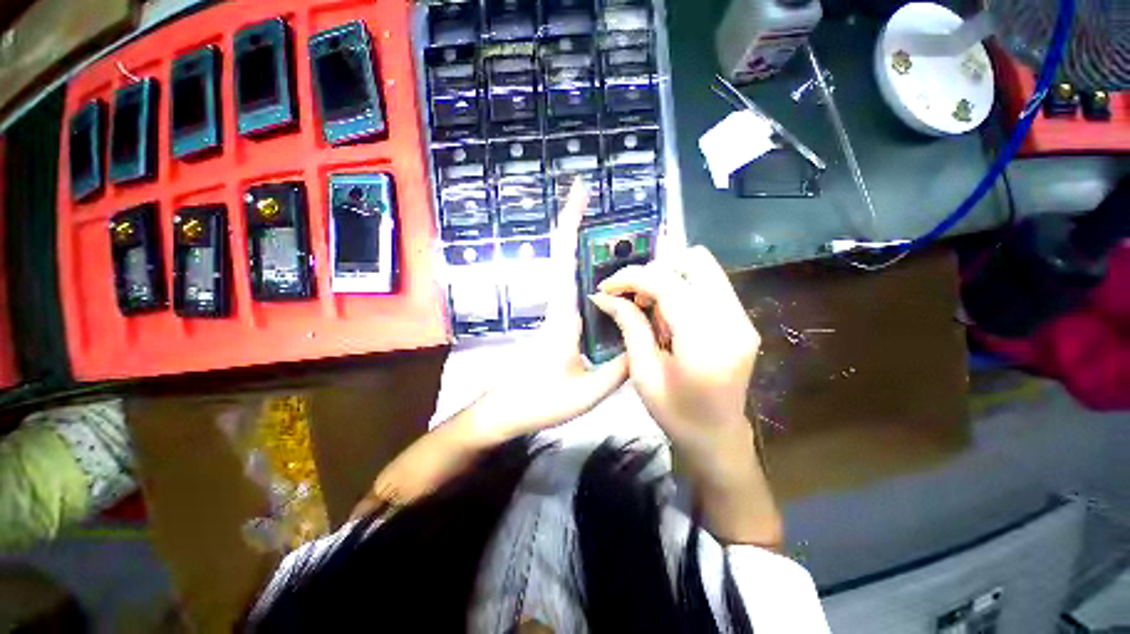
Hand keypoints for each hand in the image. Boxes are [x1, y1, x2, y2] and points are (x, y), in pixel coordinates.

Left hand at [472, 178, 627, 440]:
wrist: (506, 412)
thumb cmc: (539, 401)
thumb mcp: (588, 391)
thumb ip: (620, 368)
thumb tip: (647, 342)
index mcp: (563, 315)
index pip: (565, 259)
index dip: (571, 222)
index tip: (580, 191)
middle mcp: (560, 306)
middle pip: (568, 256)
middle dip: (584, 226)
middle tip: (614, 208)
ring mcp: (559, 314)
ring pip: (574, 272)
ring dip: (592, 250)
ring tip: (628, 241)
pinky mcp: (561, 323)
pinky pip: (579, 291)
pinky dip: (594, 277)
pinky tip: (618, 283)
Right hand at [590, 246, 780, 546]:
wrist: (717, 436)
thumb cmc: (675, 413)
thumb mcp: (643, 372)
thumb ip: (629, 325)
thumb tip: (604, 296)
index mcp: (704, 341)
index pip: (667, 284)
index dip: (632, 277)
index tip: (608, 286)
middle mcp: (732, 321)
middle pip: (694, 262)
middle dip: (655, 272)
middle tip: (634, 297)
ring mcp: (743, 319)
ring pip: (704, 268)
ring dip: (669, 279)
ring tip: (651, 308)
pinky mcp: (743, 320)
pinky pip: (710, 285)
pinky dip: (683, 288)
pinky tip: (669, 315)